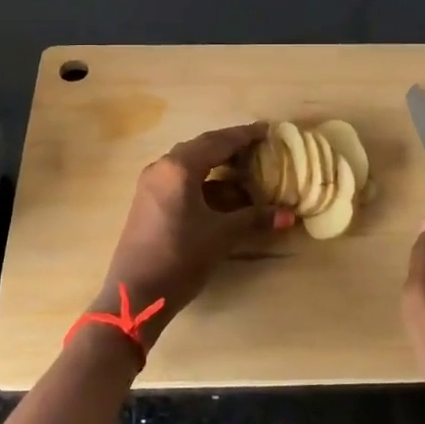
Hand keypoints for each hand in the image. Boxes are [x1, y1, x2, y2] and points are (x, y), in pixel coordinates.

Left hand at [97, 122, 291, 342]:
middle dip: (230, 146)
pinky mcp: (148, 201)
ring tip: (245, 168)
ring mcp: (152, 184)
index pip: (218, 142)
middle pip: (202, 147)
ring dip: (217, 164)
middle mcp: (163, 167)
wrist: (135, 294)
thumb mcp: (221, 236)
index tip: (267, 130)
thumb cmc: (180, 257)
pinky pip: (180, 179)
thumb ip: (254, 219)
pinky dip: (203, 181)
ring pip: (190, 164)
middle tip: (258, 147)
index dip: (245, 135)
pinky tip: (222, 192)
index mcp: (179, 167)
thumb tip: (289, 215)